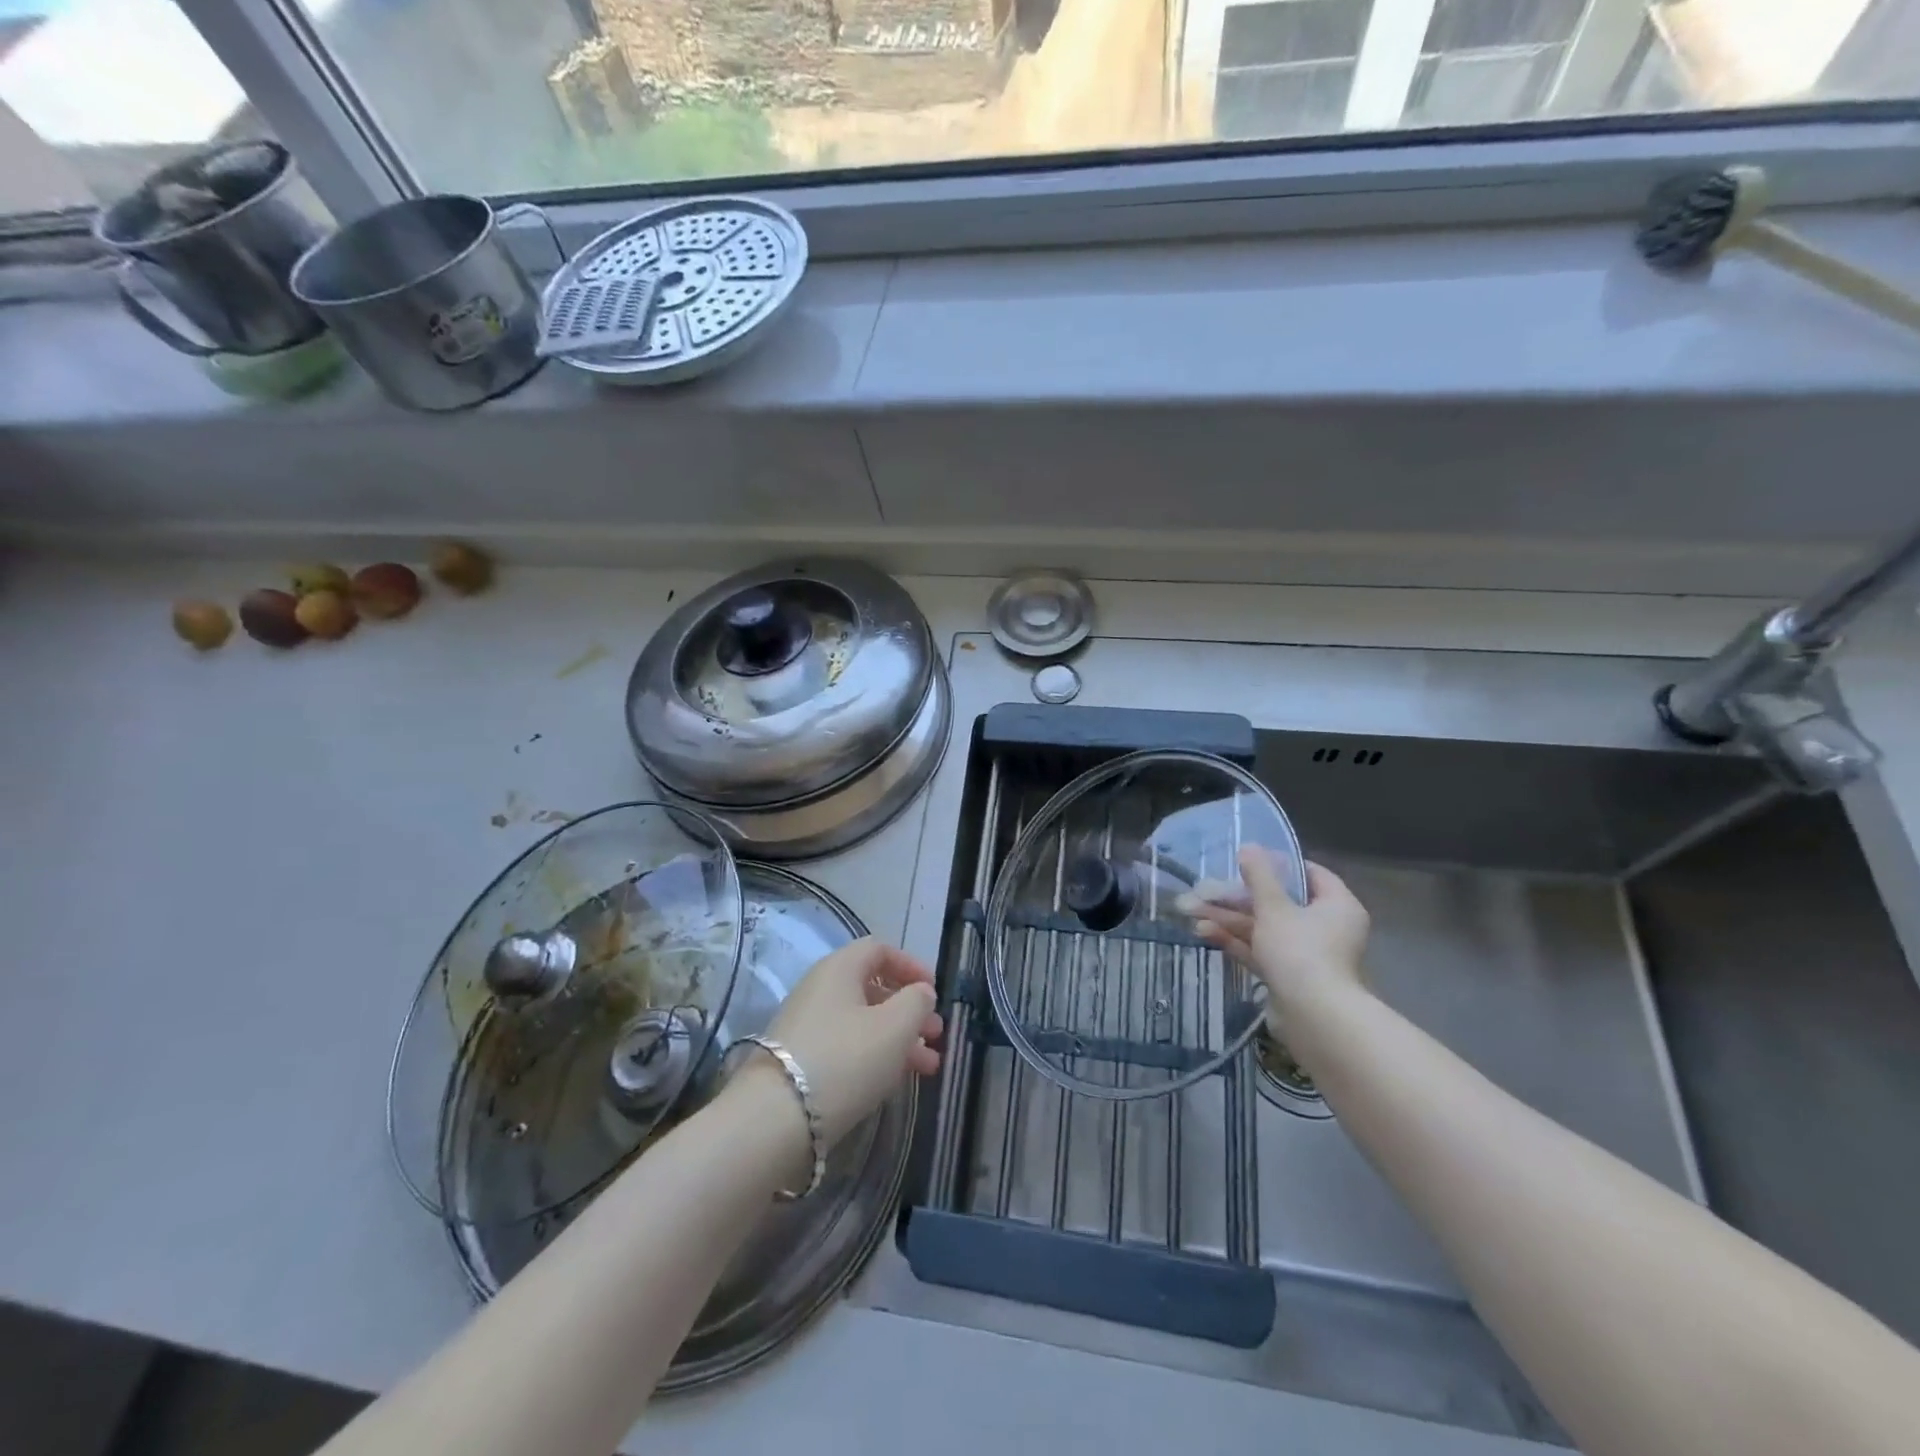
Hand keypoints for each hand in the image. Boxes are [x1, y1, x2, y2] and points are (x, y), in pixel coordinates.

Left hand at [755, 938, 942, 1150]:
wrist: (775, 1119)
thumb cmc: (845, 1059)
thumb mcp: (895, 1027)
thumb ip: (917, 1002)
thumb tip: (921, 993)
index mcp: (839, 968)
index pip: (879, 950)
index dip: (911, 965)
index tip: (934, 991)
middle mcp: (820, 990)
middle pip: (872, 989)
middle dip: (910, 1011)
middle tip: (936, 1035)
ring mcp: (807, 1027)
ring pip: (863, 1023)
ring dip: (899, 1039)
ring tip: (929, 1067)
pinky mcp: (800, 1062)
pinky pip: (847, 1048)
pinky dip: (876, 1057)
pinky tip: (896, 1081)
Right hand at [1184, 849, 1369, 1011]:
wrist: (1313, 1017)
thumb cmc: (1300, 950)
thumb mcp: (1274, 907)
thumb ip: (1259, 876)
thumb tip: (1249, 846)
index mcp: (1337, 906)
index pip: (1311, 874)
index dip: (1279, 865)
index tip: (1248, 862)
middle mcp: (1327, 928)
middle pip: (1280, 903)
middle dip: (1238, 898)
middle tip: (1207, 890)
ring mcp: (1307, 955)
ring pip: (1265, 929)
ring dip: (1230, 920)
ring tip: (1193, 911)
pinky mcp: (1289, 977)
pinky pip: (1261, 952)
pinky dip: (1236, 942)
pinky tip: (1203, 933)